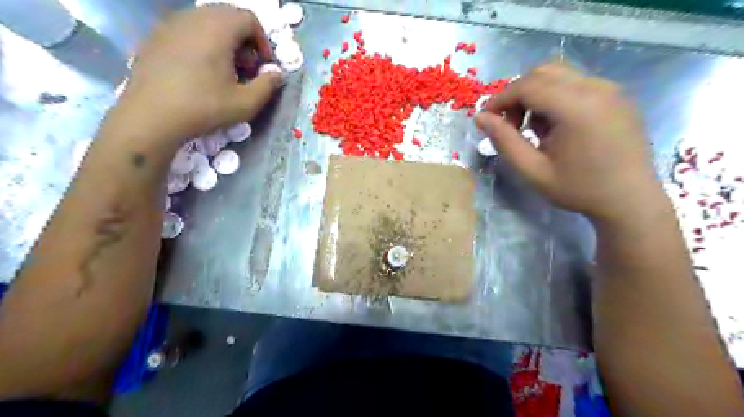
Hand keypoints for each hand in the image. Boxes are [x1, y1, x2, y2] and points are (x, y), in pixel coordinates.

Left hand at [118, 4, 283, 142]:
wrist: (151, 116)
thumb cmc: (204, 107)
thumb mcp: (246, 103)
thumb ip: (268, 85)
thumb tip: (277, 73)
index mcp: (217, 29)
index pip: (249, 19)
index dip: (263, 42)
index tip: (263, 66)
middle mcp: (193, 18)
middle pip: (228, 16)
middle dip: (244, 40)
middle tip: (246, 68)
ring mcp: (170, 25)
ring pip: (206, 22)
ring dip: (223, 41)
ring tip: (224, 71)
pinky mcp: (155, 37)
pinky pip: (187, 31)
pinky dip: (202, 43)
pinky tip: (199, 71)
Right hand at [476, 62, 661, 224]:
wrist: (630, 200)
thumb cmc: (578, 189)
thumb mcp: (532, 171)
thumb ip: (504, 141)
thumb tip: (481, 118)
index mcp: (577, 107)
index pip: (527, 85)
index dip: (501, 99)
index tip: (487, 119)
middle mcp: (597, 88)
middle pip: (543, 72)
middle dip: (518, 94)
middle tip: (511, 125)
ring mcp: (611, 89)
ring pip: (560, 75)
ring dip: (536, 94)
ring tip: (534, 128)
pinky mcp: (617, 95)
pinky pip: (577, 83)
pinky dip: (556, 97)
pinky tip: (557, 126)